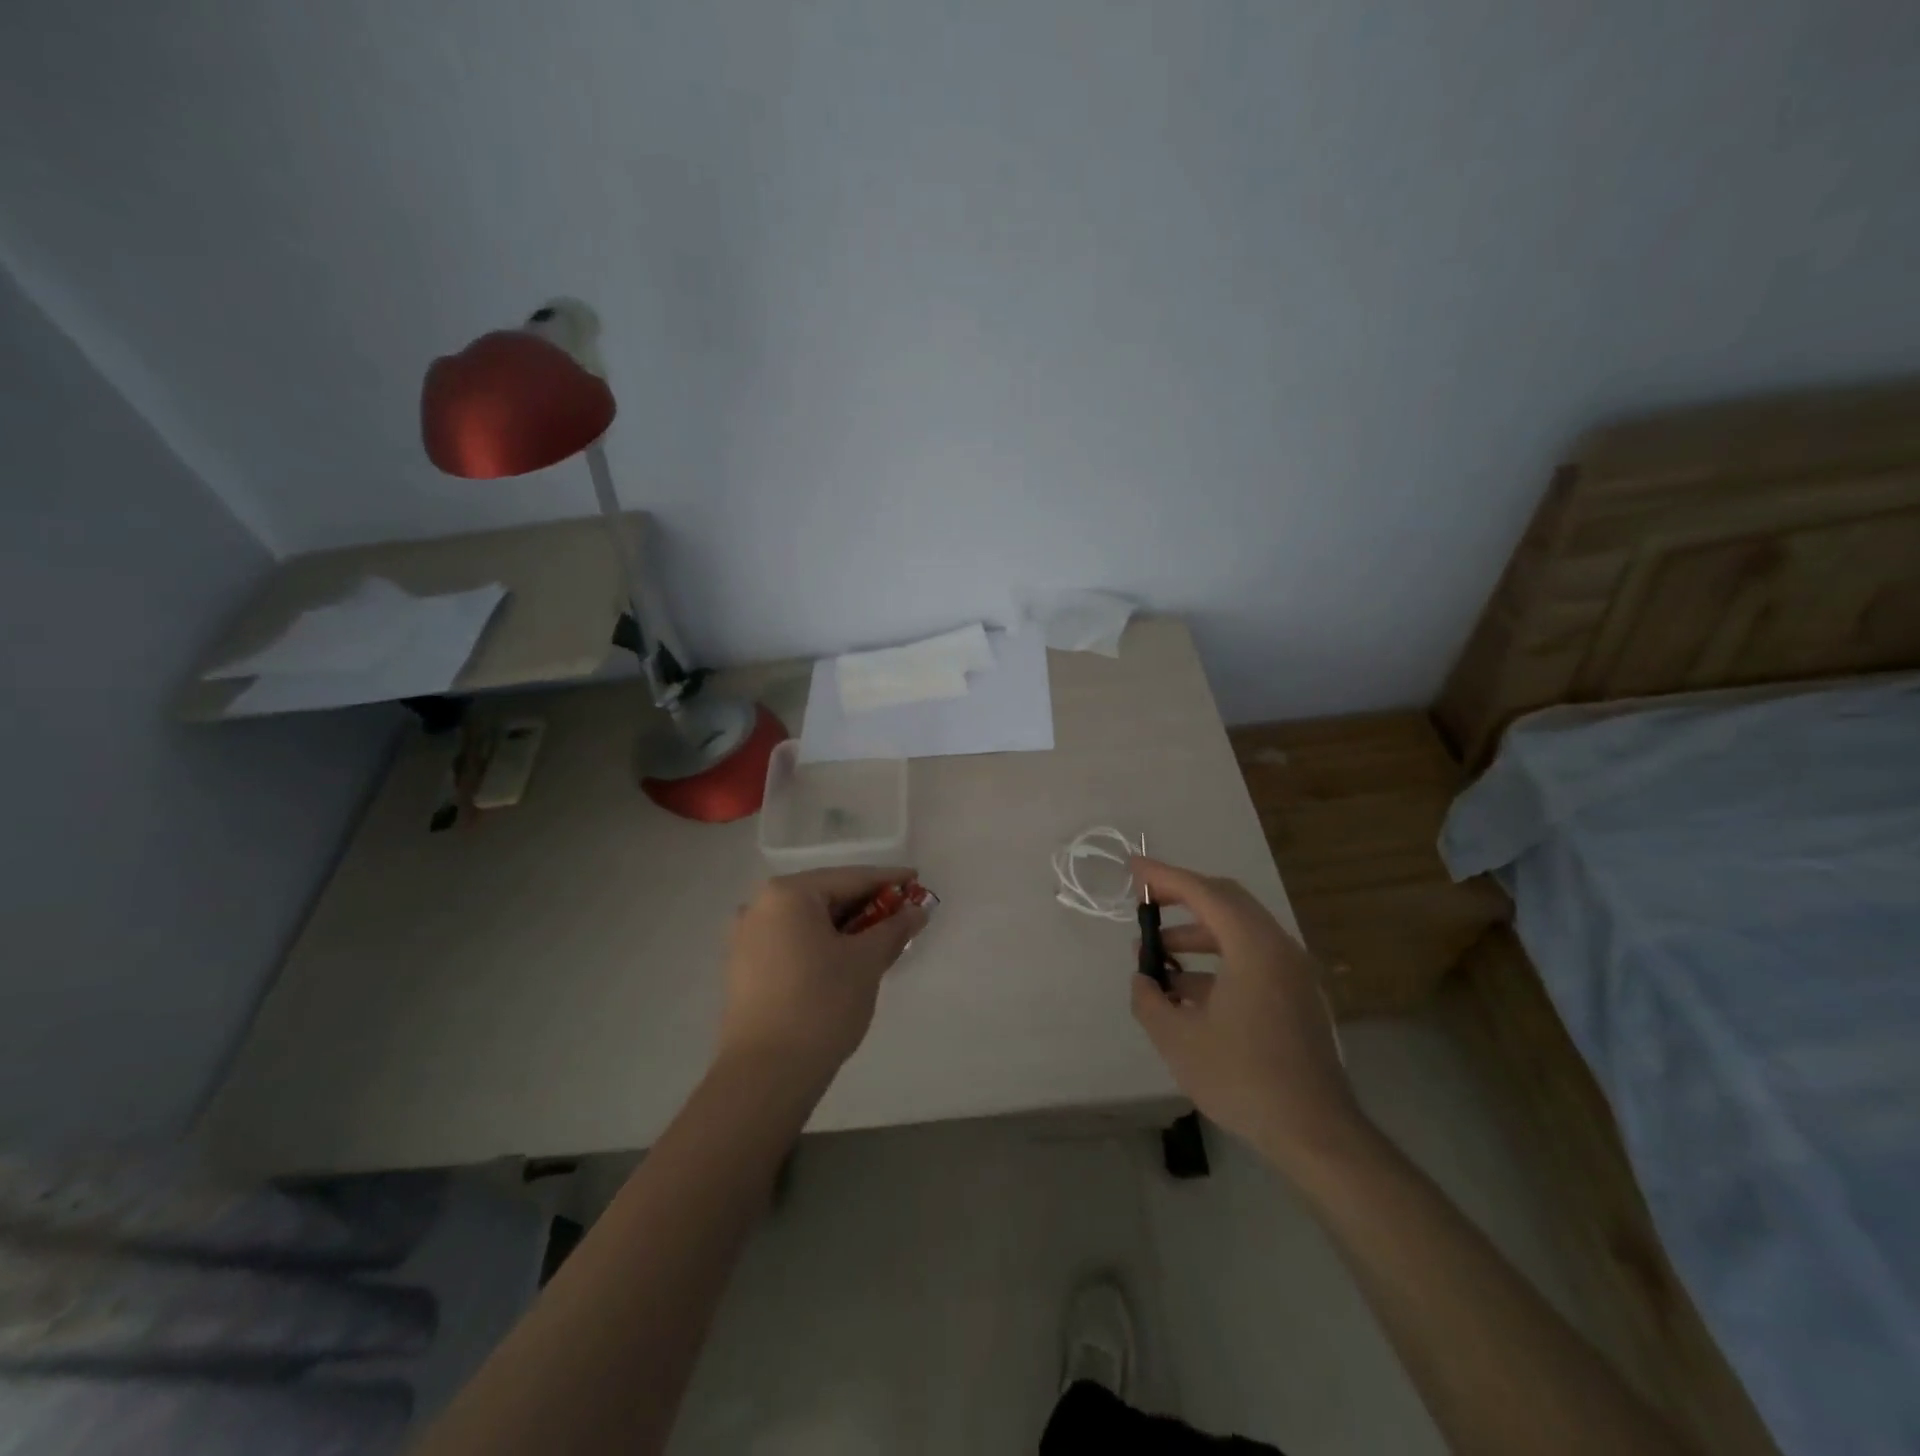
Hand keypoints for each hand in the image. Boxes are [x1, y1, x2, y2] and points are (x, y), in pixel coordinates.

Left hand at [716, 867, 927, 1080]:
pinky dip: (822, 944)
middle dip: (867, 906)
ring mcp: (746, 937)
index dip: (889, 880)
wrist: (765, 1075)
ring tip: (880, 940)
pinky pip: (792, 941)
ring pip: (808, 921)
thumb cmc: (821, 1004)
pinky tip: (846, 960)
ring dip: (846, 928)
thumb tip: (916, 910)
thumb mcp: (866, 962)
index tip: (917, 881)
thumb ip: (894, 928)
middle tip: (904, 915)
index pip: (850, 878)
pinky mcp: (743, 967)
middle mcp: (759, 905)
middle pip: (826, 896)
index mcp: (788, 893)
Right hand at [1129, 857, 1364, 1174]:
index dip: (1164, 877)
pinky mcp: (1295, 997)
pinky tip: (1185, 992)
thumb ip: (1149, 1000)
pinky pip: (1250, 960)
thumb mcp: (1178, 1039)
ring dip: (1196, 935)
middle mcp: (1278, 948)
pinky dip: (1216, 962)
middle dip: (1182, 898)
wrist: (1315, 1133)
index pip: (1203, 892)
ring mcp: (1291, 973)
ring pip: (1238, 933)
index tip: (1133, 868)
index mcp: (1253, 947)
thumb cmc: (1243, 1078)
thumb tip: (1142, 981)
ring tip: (1157, 958)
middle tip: (1146, 904)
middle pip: (1226, 902)